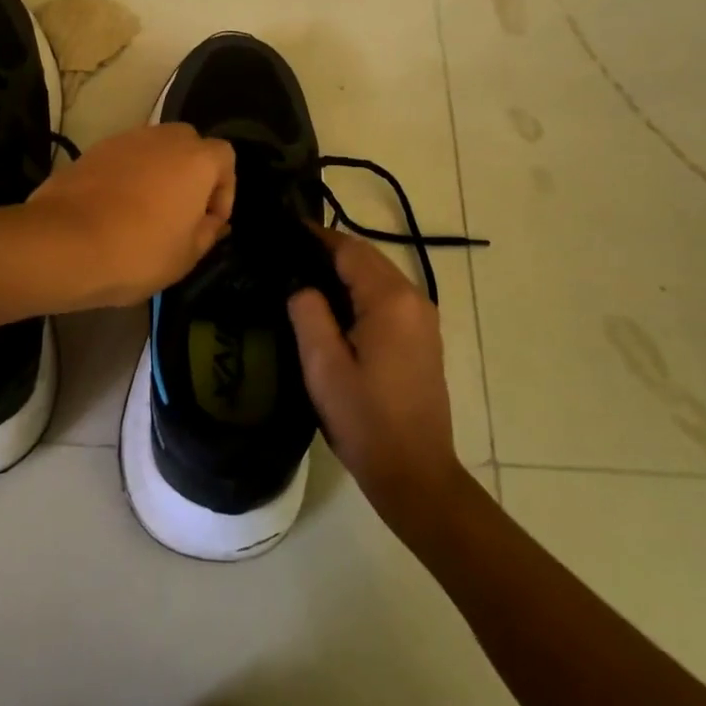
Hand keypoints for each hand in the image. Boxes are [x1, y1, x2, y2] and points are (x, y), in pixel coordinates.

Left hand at [25, 123, 235, 309]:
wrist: (63, 244)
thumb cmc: (138, 252)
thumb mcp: (186, 256)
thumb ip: (207, 232)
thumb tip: (212, 221)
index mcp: (196, 160)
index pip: (225, 157)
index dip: (224, 191)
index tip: (210, 222)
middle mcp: (163, 139)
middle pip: (189, 145)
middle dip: (190, 174)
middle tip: (181, 212)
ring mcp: (124, 140)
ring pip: (153, 150)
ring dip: (157, 173)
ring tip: (145, 212)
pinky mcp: (92, 151)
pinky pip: (122, 159)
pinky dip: (126, 177)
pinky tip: (114, 210)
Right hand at [288, 228, 466, 534]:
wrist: (414, 472)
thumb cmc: (365, 419)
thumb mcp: (323, 365)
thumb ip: (308, 312)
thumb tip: (302, 284)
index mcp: (390, 300)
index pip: (350, 249)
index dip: (315, 238)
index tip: (282, 233)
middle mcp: (414, 299)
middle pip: (367, 259)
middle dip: (328, 254)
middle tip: (285, 257)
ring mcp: (423, 320)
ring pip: (377, 279)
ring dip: (343, 274)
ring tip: (301, 280)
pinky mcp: (422, 339)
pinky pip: (387, 300)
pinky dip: (359, 294)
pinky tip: (332, 309)